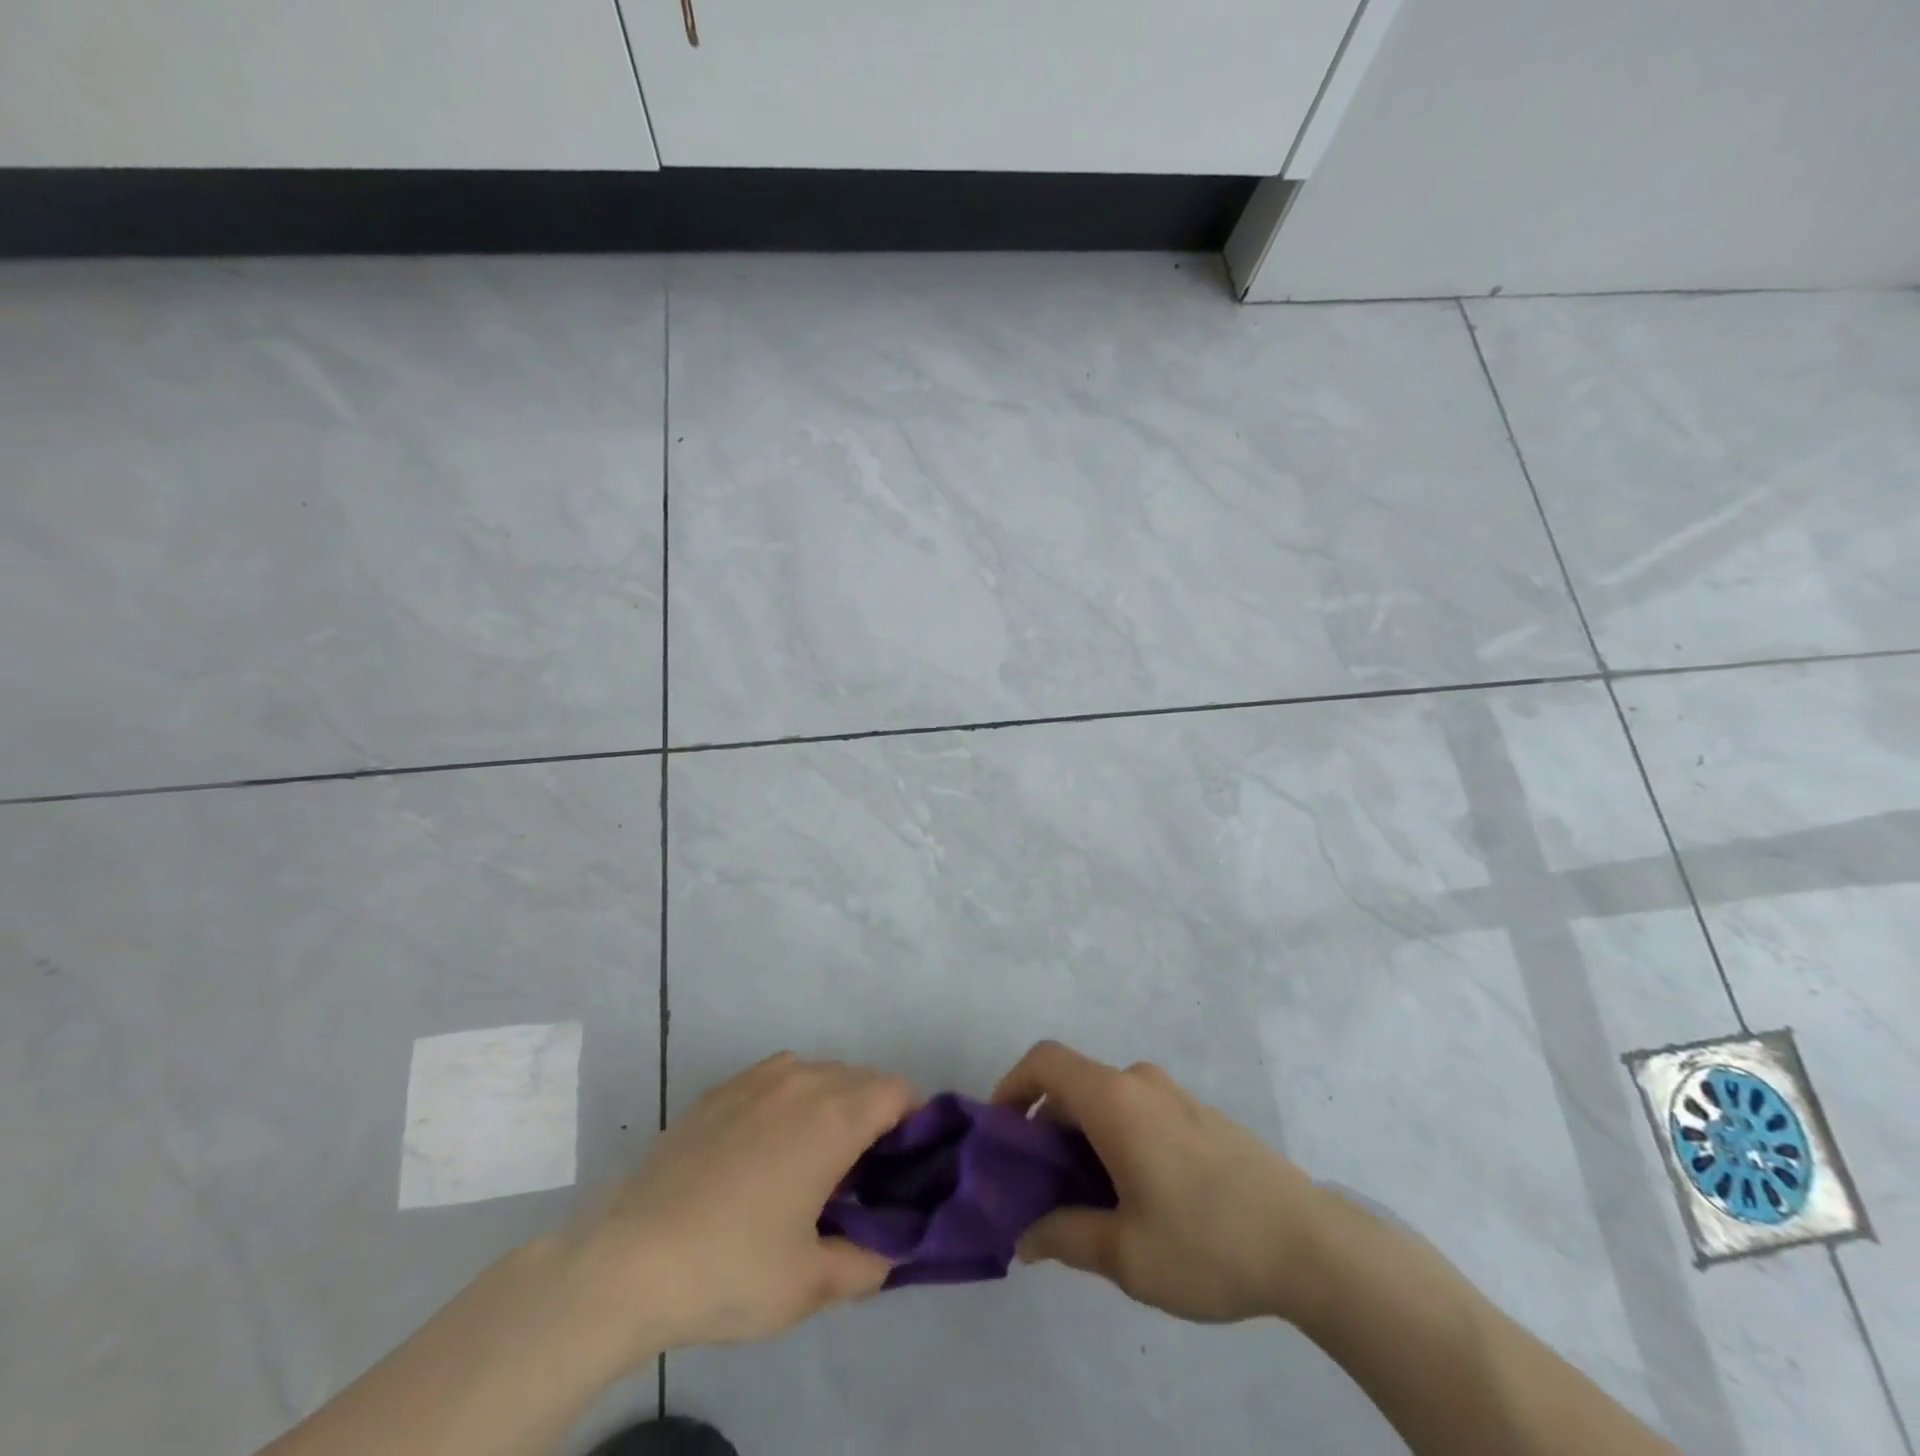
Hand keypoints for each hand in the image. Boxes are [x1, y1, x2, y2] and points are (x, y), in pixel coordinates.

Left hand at [561, 1053, 914, 1357]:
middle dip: (877, 1116)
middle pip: (863, 1079)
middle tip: (865, 1176)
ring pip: (821, 1073)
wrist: (627, 1261)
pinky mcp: (722, 1089)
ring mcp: (757, 1079)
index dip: (914, 1123)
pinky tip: (770, 1147)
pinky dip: (795, 1098)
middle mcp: (802, 1080)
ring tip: (817, 1160)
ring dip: (836, 1103)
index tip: (905, 1168)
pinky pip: (780, 1076)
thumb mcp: (810, 1284)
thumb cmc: (730, 1269)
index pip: (898, 1092)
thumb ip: (868, 1261)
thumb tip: (893, 1248)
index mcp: (834, 1116)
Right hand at [992, 1040, 1324, 1323]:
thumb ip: (1066, 1237)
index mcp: (1115, 1100)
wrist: (1311, 1244)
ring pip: (1107, 1101)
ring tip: (1086, 1202)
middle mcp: (1140, 1082)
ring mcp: (1174, 1095)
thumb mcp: (1126, 1254)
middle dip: (1045, 1129)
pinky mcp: (1200, 1115)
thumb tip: (1025, 1237)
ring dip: (1082, 1137)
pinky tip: (1135, 1197)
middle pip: (1073, 1085)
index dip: (1011, 1086)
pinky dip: (1116, 1138)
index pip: (1044, 1061)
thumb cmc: (1208, 1242)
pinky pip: (1139, 1111)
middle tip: (1038, 1188)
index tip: (999, 1134)